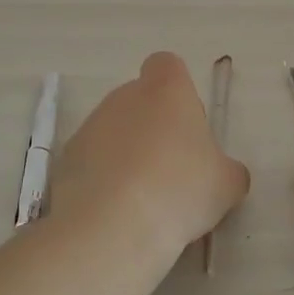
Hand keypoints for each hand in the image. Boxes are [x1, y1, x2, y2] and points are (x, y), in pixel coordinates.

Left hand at [55, 52, 249, 259]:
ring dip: (128, 155)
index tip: (187, 126)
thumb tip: (224, 173)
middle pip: (141, 100)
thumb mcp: (226, 184)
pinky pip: (92, 162)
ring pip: (115, 132)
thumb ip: (228, 169)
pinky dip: (104, 180)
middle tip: (173, 172)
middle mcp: (124, 96)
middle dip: (154, 128)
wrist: (110, 228)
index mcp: (166, 89)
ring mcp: (91, 126)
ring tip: (145, 202)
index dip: (178, 91)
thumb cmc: (179, 190)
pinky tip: (117, 214)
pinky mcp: (66, 160)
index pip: (167, 66)